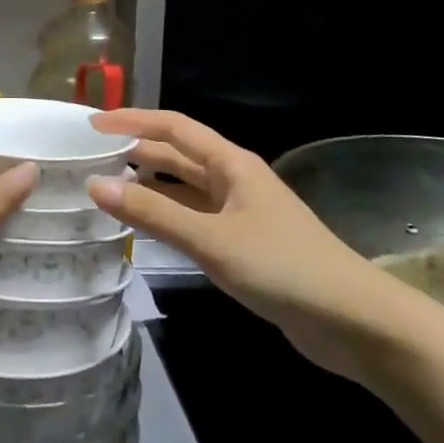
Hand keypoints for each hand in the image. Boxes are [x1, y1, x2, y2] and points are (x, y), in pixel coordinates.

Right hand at [88, 109, 443, 381]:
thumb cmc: (283, 267)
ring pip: (184, 189)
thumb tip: (96, 185)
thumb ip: (153, 214)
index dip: (132, 120)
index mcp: (231, 163)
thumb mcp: (212, 240)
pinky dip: (166, 218)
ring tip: (105, 189)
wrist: (353, 322)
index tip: (91, 125)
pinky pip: (194, 220)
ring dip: (149, 186)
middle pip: (177, 155)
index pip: (173, 127)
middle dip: (136, 150)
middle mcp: (233, 180)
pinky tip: (143, 229)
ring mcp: (239, 213)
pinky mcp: (243, 245)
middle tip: (90, 156)